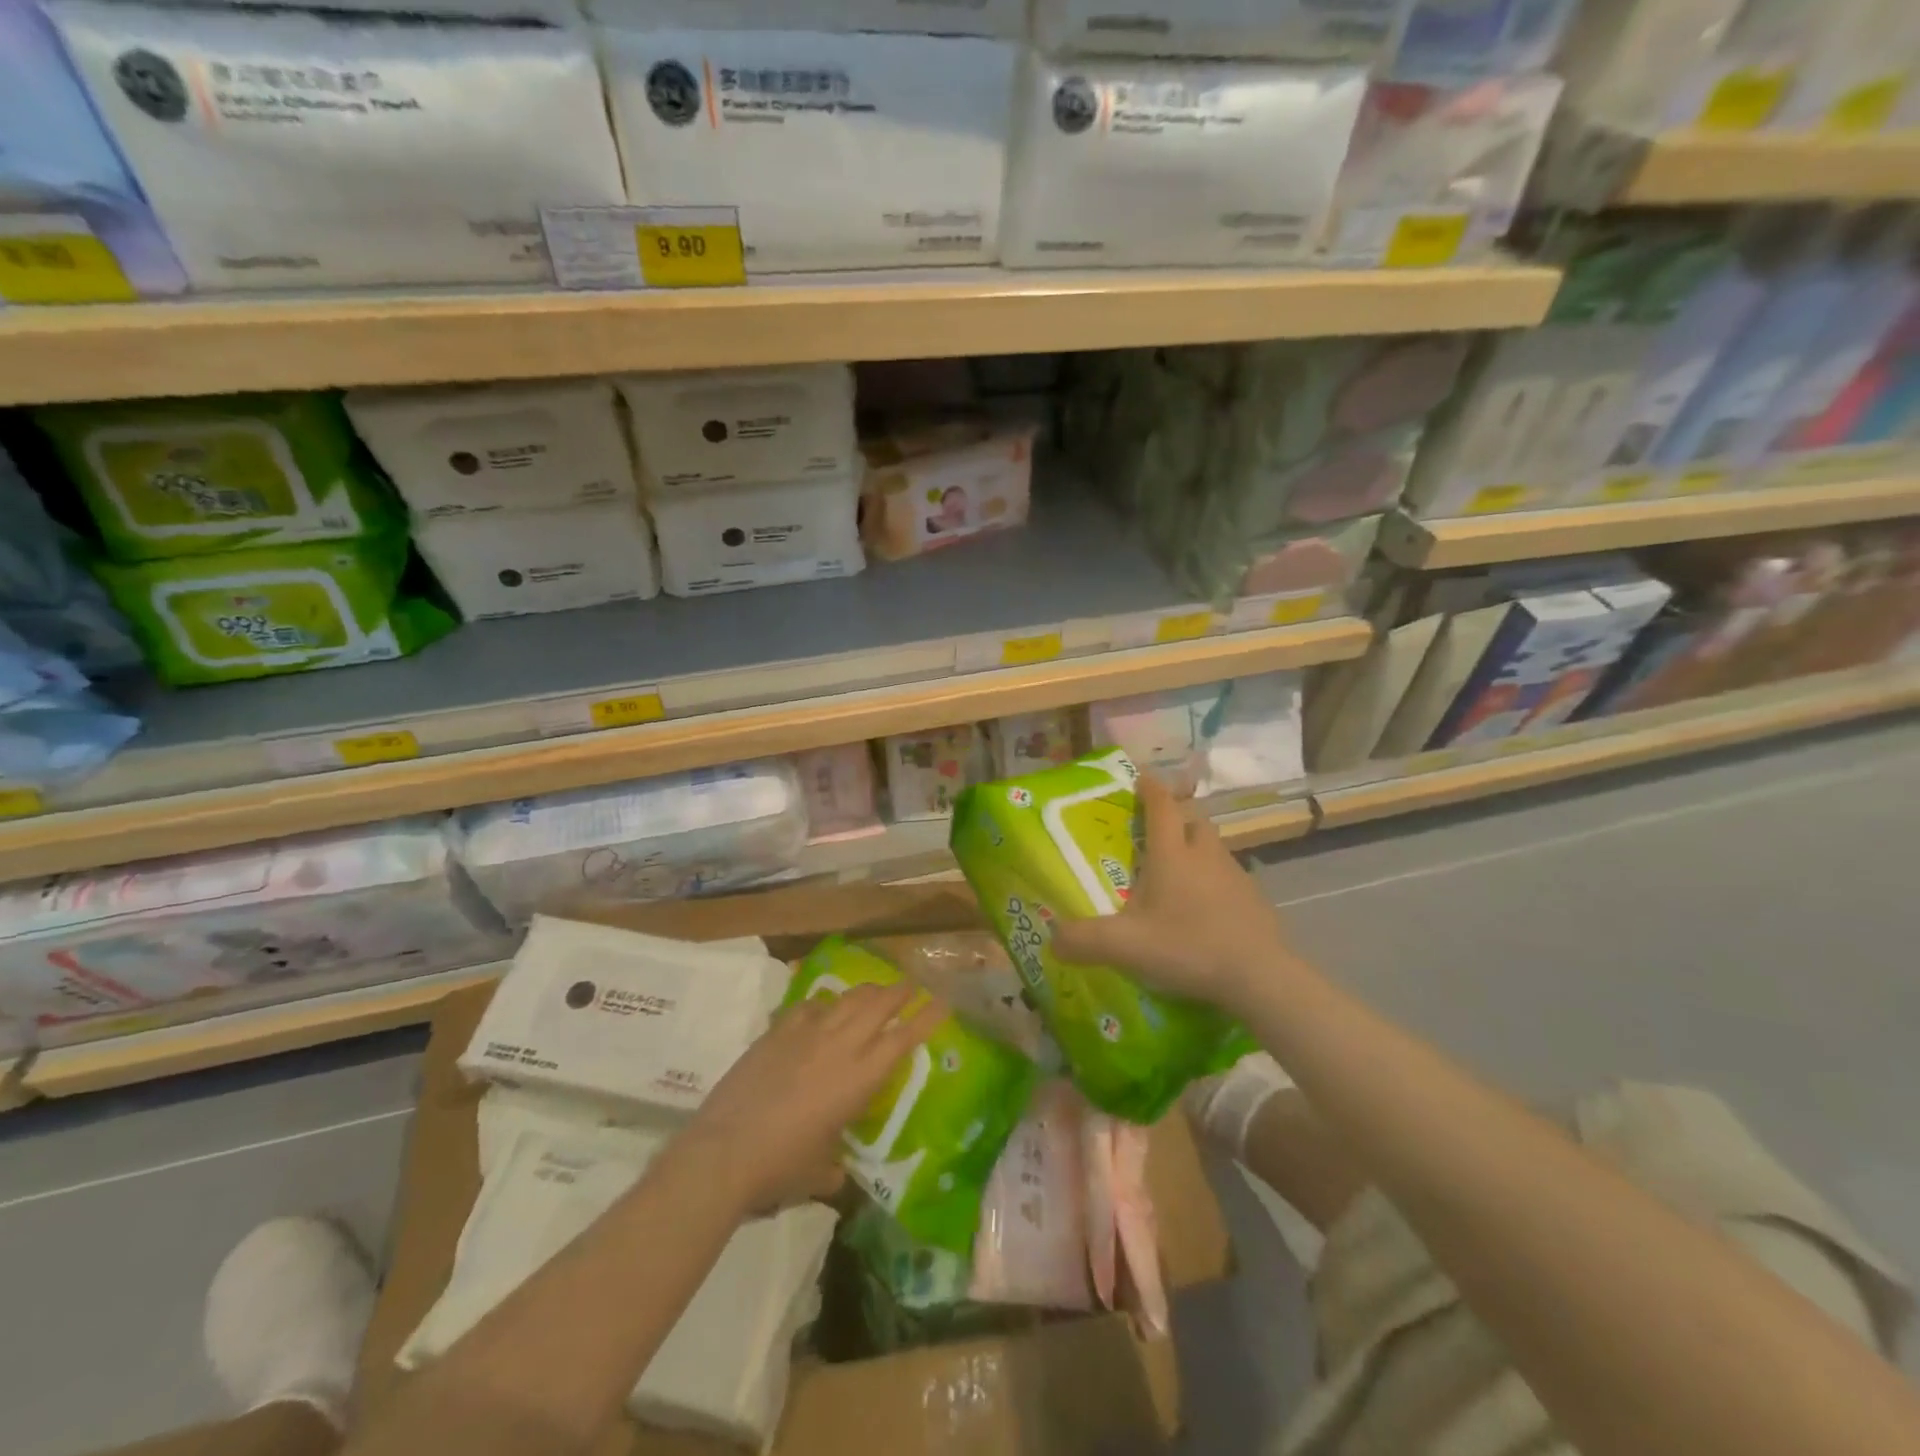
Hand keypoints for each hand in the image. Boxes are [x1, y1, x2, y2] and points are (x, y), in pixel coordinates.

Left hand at [679, 982, 945, 1215]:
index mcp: (860, 1078)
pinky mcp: (777, 1032)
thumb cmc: (781, 1168)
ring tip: (874, 990)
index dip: (926, 1018)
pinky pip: (808, 1006)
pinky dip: (822, 1005)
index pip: (903, 1039)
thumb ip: (833, 1167)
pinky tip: (821, 1009)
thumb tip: (834, 1173)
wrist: (725, 1151)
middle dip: (899, 992)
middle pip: (878, 1005)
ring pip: (846, 999)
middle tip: (910, 985)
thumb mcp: (818, 1172)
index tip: (942, 1002)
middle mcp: (840, 1046)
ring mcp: (807, 1034)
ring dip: (866, 992)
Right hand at [1051, 773, 1295, 1017]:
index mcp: (1172, 854)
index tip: (1141, 777)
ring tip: (1177, 873)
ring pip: (1212, 848)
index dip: (1150, 788)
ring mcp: (1235, 875)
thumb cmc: (1188, 947)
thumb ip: (1084, 941)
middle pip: (1192, 821)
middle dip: (1175, 819)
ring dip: (1195, 850)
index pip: (1161, 806)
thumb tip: (1052, 940)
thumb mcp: (1126, 947)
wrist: (1260, 976)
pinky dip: (1213, 881)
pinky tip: (1203, 909)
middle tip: (1155, 833)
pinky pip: (1228, 877)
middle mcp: (1204, 855)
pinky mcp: (1254, 900)